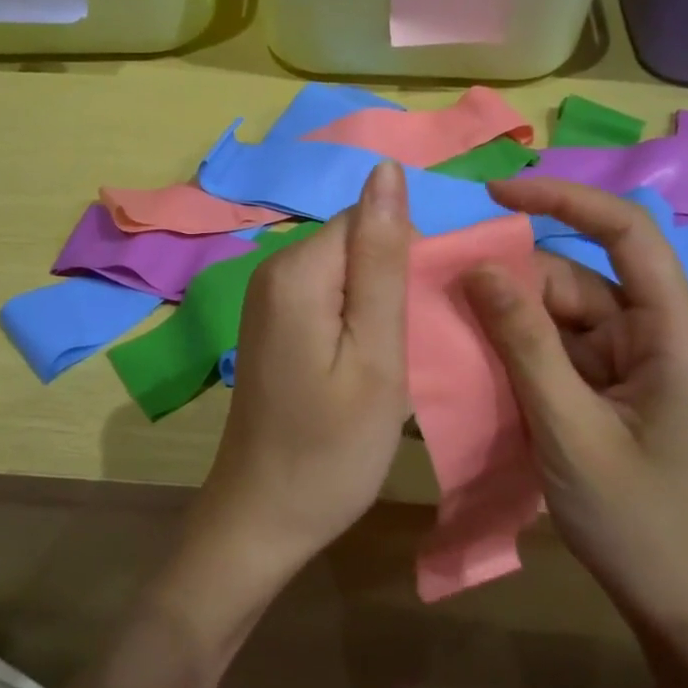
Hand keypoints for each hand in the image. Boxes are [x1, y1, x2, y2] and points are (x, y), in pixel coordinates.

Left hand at [186, 161, 412, 587]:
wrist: (262, 518)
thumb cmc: (331, 449)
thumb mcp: (376, 355)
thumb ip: (383, 260)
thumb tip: (385, 169)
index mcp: (297, 270)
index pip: (369, 218)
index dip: (409, 259)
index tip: (425, 316)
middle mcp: (273, 270)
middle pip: (355, 240)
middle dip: (394, 280)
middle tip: (412, 346)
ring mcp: (267, 299)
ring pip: (346, 270)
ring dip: (378, 304)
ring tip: (393, 360)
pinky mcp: (271, 324)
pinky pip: (327, 296)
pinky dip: (355, 321)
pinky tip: (364, 365)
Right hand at [461, 177, 687, 636]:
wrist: (670, 596)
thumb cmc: (632, 517)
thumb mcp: (567, 427)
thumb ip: (524, 344)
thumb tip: (478, 269)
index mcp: (673, 332)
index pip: (626, 233)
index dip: (564, 200)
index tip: (497, 194)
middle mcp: (656, 332)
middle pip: (578, 277)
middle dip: (515, 281)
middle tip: (447, 290)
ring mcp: (632, 359)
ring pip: (561, 311)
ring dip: (510, 317)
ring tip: (453, 326)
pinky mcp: (609, 383)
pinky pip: (557, 345)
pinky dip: (518, 346)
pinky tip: (478, 355)